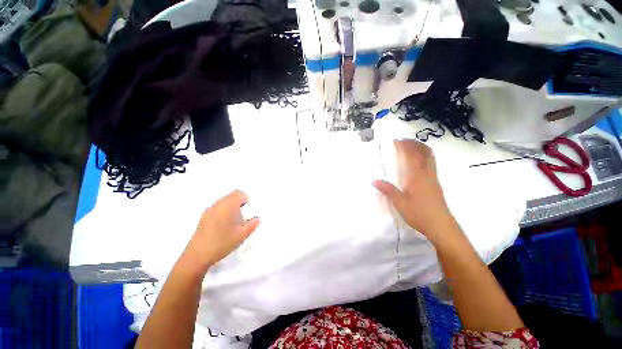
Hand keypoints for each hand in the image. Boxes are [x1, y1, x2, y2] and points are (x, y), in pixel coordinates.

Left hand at [181, 190, 259, 274]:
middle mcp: (218, 204)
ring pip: (224, 201)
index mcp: (228, 206)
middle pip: (231, 196)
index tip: (249, 210)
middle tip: (243, 215)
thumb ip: (252, 225)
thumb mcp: (241, 235)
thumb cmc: (222, 243)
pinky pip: (217, 207)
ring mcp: (209, 210)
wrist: (197, 256)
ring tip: (234, 221)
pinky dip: (224, 211)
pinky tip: (224, 225)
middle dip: (239, 202)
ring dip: (231, 206)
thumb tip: (257, 219)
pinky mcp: (203, 217)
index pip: (239, 193)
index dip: (246, 199)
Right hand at [373, 140, 454, 242]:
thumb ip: (387, 190)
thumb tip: (374, 181)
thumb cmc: (419, 213)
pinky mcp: (435, 182)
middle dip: (413, 143)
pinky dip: (424, 156)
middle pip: (424, 152)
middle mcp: (427, 173)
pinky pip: (431, 163)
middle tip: (402, 141)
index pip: (411, 155)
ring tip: (409, 147)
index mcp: (417, 176)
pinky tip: (417, 162)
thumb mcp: (399, 203)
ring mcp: (433, 177)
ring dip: (420, 148)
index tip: (395, 141)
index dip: (404, 146)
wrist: (441, 226)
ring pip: (429, 156)